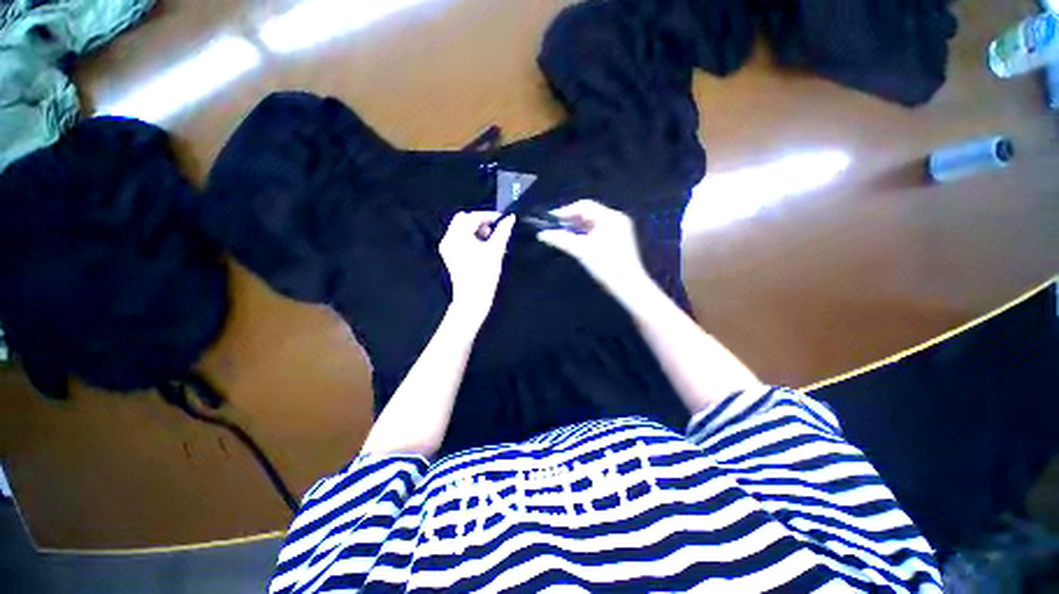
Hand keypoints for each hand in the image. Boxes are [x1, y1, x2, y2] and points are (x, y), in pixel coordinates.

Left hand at [439, 211, 515, 324]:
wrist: (473, 297)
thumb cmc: (484, 275)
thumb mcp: (496, 250)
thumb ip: (503, 231)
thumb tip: (510, 218)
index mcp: (458, 236)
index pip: (472, 217)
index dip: (488, 216)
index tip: (501, 219)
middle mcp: (449, 239)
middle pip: (463, 220)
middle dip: (479, 221)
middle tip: (494, 228)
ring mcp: (447, 248)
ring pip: (460, 229)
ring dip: (475, 229)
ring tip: (489, 239)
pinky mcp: (449, 255)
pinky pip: (458, 238)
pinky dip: (469, 237)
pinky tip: (481, 246)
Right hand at [536, 200, 650, 298]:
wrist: (628, 285)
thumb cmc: (605, 265)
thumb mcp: (582, 251)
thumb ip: (561, 239)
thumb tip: (542, 233)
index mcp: (610, 217)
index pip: (584, 206)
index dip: (566, 211)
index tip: (550, 219)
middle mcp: (615, 219)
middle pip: (588, 213)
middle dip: (570, 219)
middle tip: (553, 226)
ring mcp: (618, 230)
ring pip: (592, 223)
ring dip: (576, 227)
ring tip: (560, 233)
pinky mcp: (617, 240)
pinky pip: (597, 231)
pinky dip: (584, 234)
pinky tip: (574, 240)